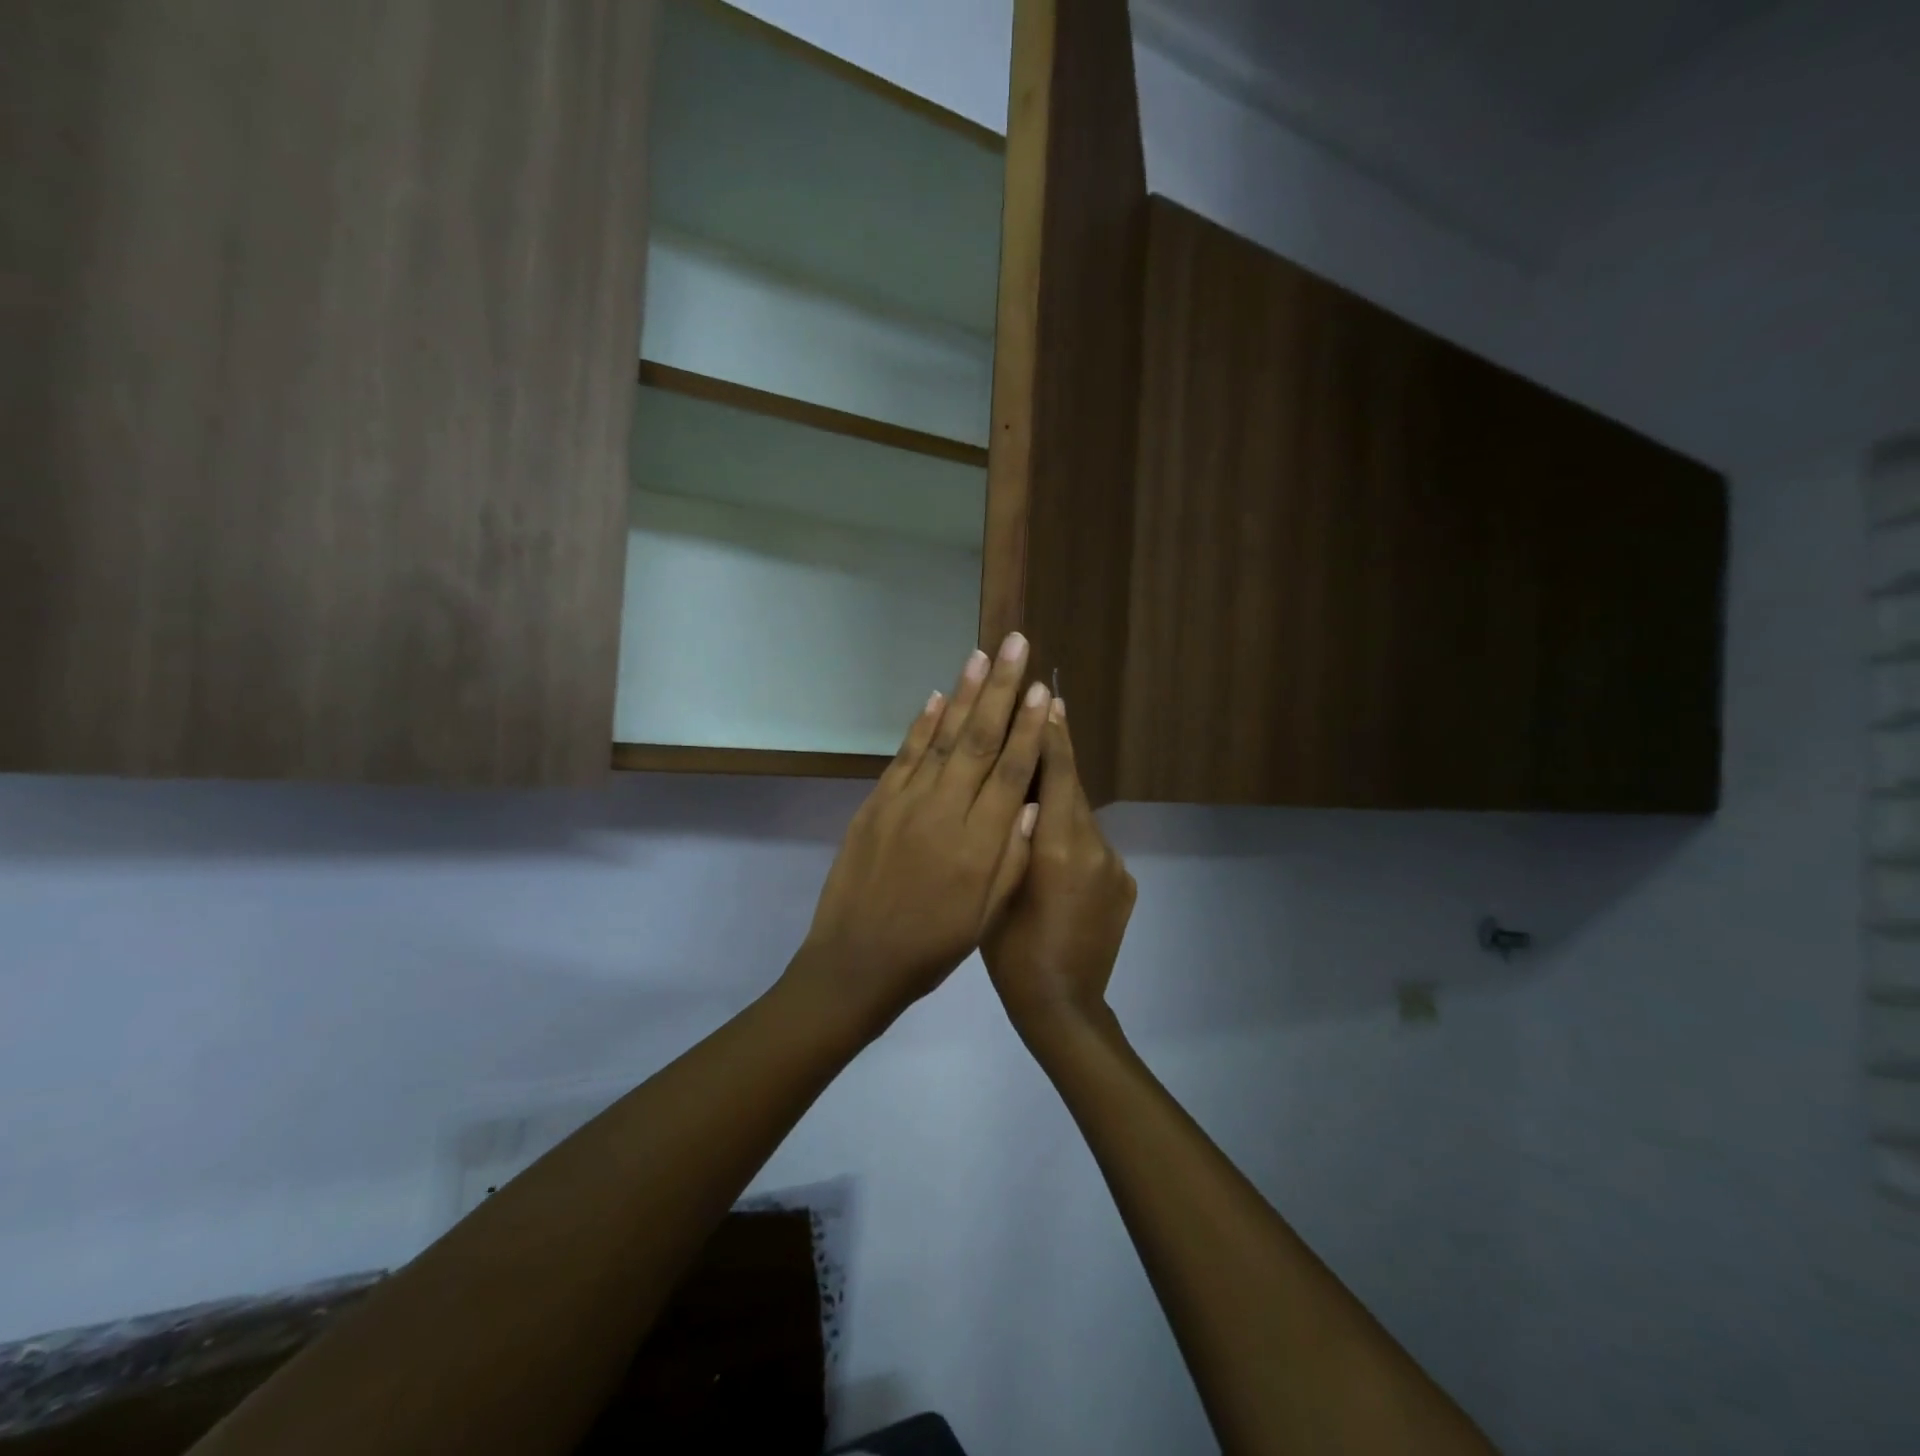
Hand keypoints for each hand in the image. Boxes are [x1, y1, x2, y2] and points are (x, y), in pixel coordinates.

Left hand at [787, 633, 1052, 1035]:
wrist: (856, 962)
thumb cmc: (932, 947)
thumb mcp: (985, 916)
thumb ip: (1012, 857)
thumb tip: (1032, 801)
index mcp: (978, 844)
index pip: (1011, 771)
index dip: (1030, 728)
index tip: (1044, 690)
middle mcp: (943, 812)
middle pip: (979, 740)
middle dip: (1002, 689)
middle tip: (1016, 645)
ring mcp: (904, 803)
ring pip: (941, 737)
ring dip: (964, 694)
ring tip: (982, 655)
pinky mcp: (875, 804)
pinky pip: (904, 756)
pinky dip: (922, 724)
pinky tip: (937, 697)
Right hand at [981, 701, 1136, 1047]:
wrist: (1063, 1007)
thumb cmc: (1011, 952)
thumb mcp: (996, 890)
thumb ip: (1012, 840)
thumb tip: (1023, 796)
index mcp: (1058, 848)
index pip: (1060, 776)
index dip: (1054, 736)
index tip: (1048, 698)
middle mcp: (1095, 849)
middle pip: (1074, 791)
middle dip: (1057, 758)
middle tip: (1041, 718)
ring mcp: (1115, 868)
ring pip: (1082, 821)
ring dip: (1061, 804)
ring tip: (1034, 795)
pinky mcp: (1125, 886)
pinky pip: (1094, 849)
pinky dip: (1074, 840)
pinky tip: (1053, 853)